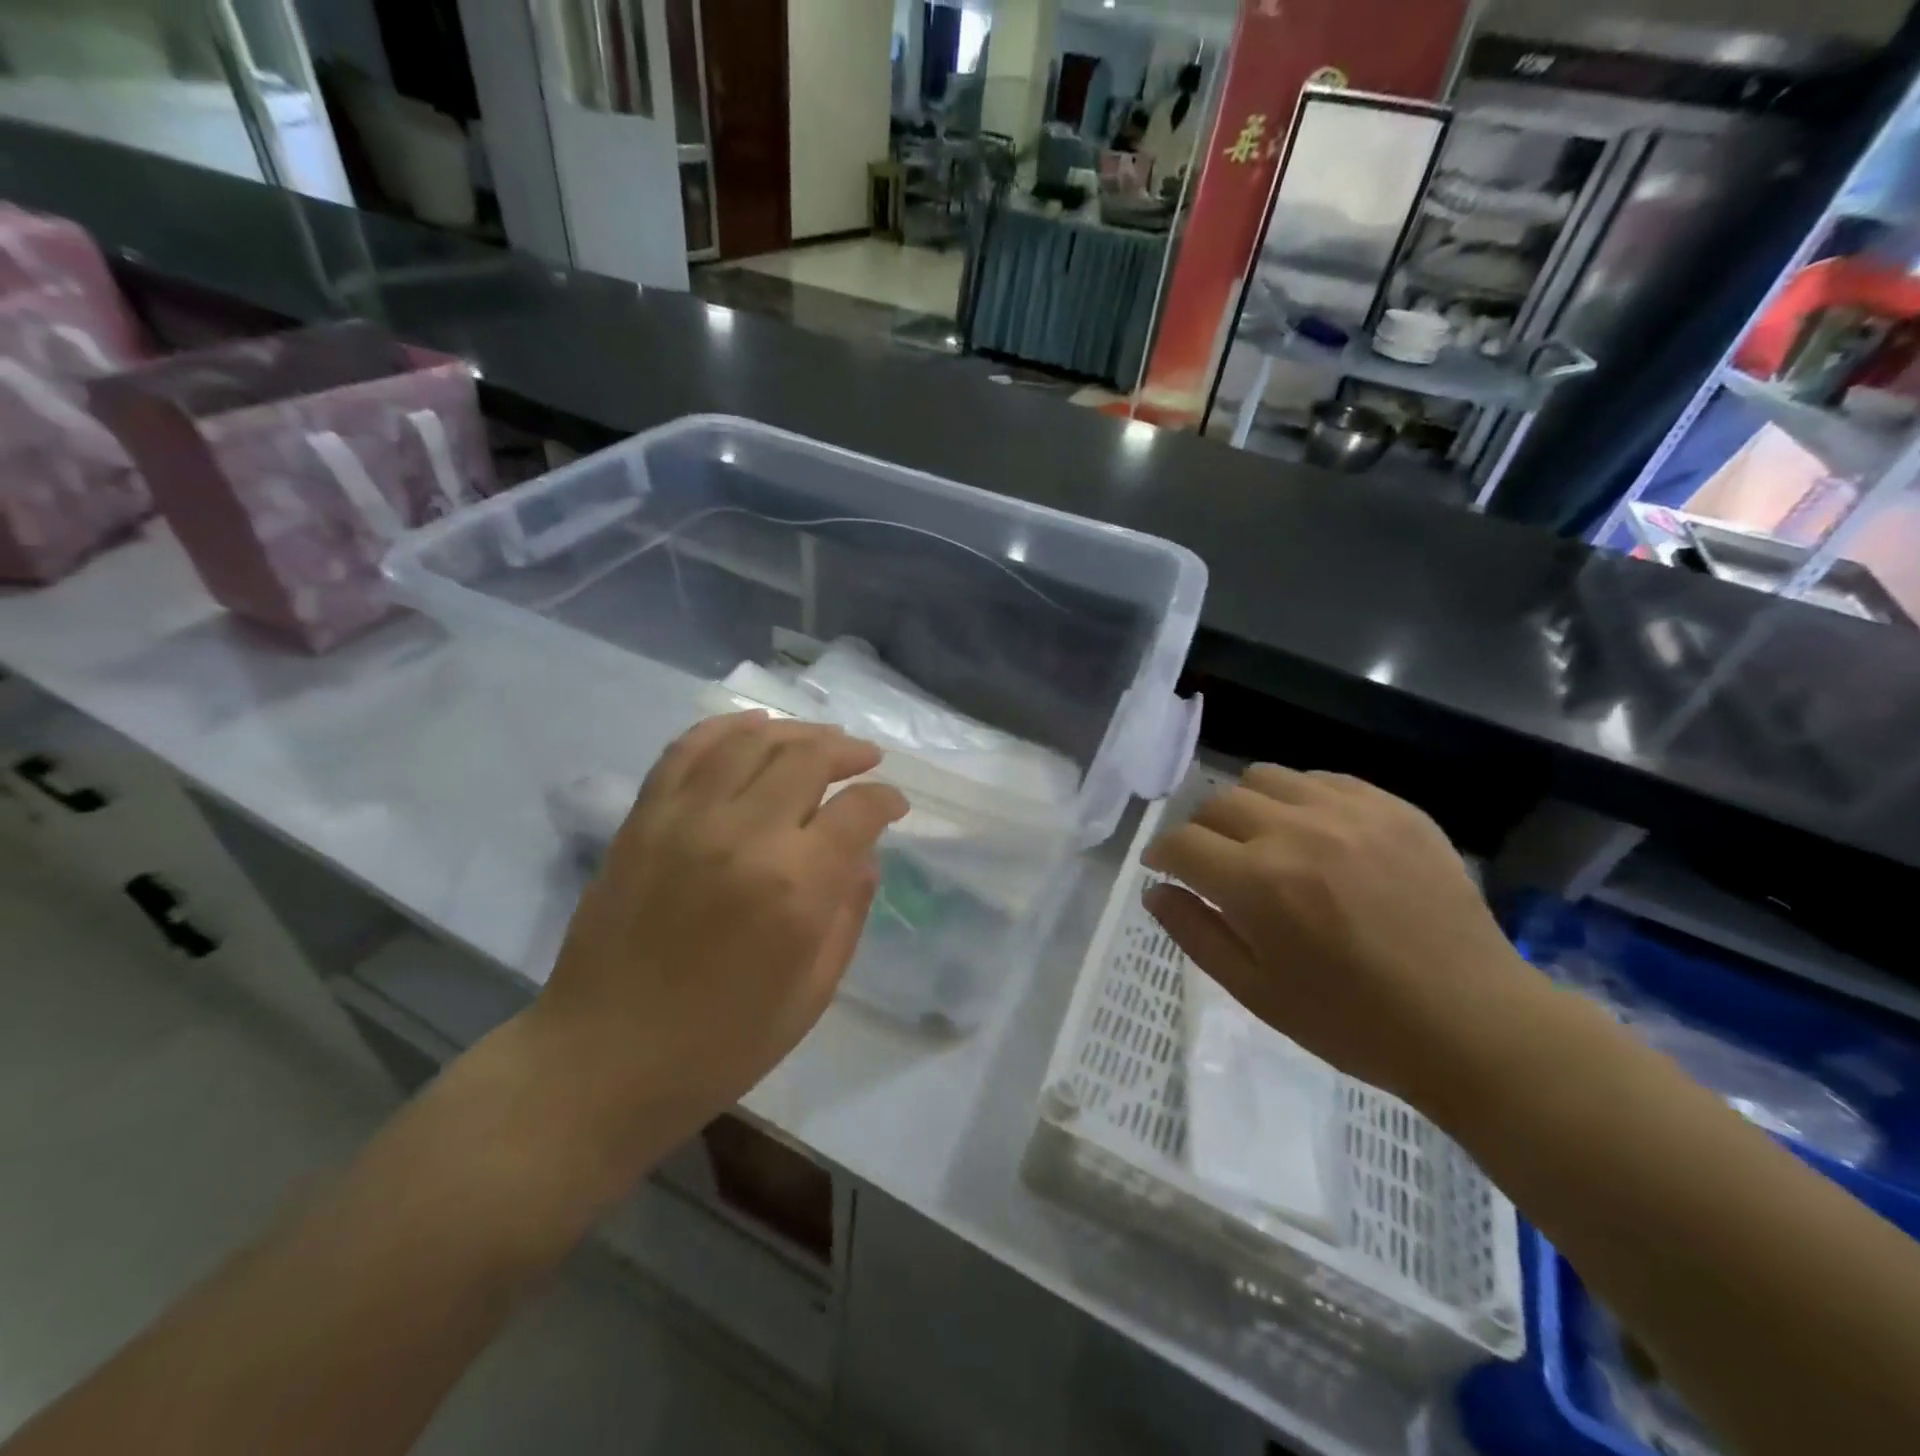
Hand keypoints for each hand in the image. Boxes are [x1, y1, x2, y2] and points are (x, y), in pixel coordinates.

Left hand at [531, 713, 907, 1162]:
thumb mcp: (813, 992)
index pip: (858, 811)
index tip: (895, 805)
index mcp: (795, 886)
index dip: (886, 800)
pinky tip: (754, 726)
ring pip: (752, 740)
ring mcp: (686, 818)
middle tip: (866, 759)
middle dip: (848, 751)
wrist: (602, 1059)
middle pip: (809, 758)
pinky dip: (726, 727)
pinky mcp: (644, 818)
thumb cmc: (722, 1042)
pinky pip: (688, 749)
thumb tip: (863, 853)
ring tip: (820, 739)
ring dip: (797, 731)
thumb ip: (848, 912)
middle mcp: (744, 834)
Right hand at [1142, 766, 1537, 1105]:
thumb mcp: (1255, 992)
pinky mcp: (1393, 807)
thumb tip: (1155, 890)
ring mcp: (1349, 813)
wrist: (1472, 1022)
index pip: (1181, 843)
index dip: (1162, 854)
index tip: (1164, 868)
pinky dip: (1300, 799)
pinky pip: (1322, 779)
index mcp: (1258, 884)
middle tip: (1215, 864)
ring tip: (1263, 840)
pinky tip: (1314, 835)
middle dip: (1201, 832)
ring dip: (1246, 806)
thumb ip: (1195, 933)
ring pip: (1264, 778)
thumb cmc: (1352, 1022)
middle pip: (1216, 803)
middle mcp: (1296, 833)